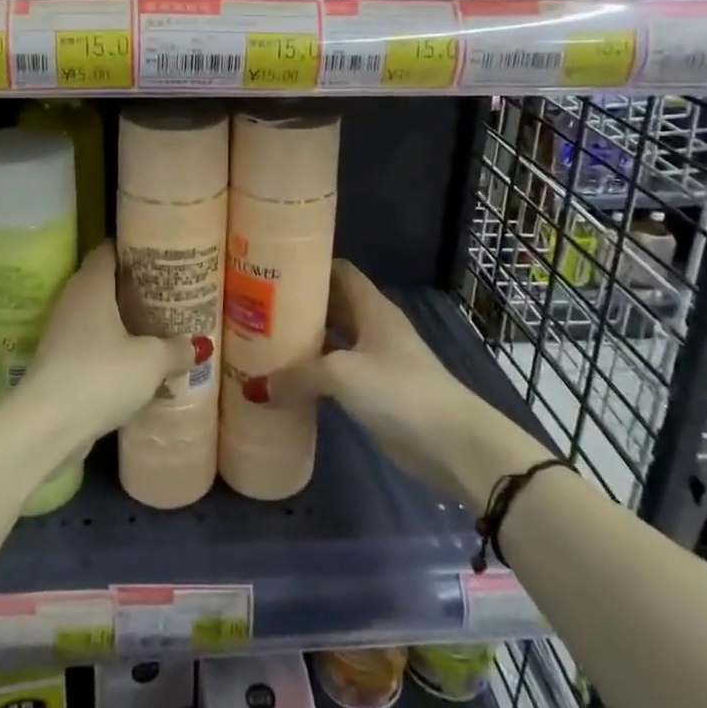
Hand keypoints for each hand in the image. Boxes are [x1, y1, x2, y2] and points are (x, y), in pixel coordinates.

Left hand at [15, 240, 199, 458]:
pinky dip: (112, 348)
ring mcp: (61, 333)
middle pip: (104, 282)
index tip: (159, 252)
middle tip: (168, 290)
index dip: (133, 246)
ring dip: (122, 320)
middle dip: (134, 286)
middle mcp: (72, 300)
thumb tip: (198, 345)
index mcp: (91, 284)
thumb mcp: (151, 361)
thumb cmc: (101, 375)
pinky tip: (136, 363)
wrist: (47, 426)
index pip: (109, 249)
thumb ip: (176, 348)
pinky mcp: (58, 363)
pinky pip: (91, 345)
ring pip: (97, 316)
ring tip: (158, 326)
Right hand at [264, 260, 541, 498]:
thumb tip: (255, 388)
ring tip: (261, 340)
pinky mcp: (376, 391)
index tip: (273, 268)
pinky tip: (286, 380)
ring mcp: (377, 359)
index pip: (339, 271)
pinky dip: (314, 374)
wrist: (451, 442)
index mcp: (372, 307)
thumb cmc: (398, 389)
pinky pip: (338, 373)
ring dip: (304, 342)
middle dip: (299, 305)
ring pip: (333, 340)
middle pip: (332, 305)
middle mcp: (373, 326)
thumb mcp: (342, 375)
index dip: (309, 265)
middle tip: (257, 306)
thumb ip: (298, 376)